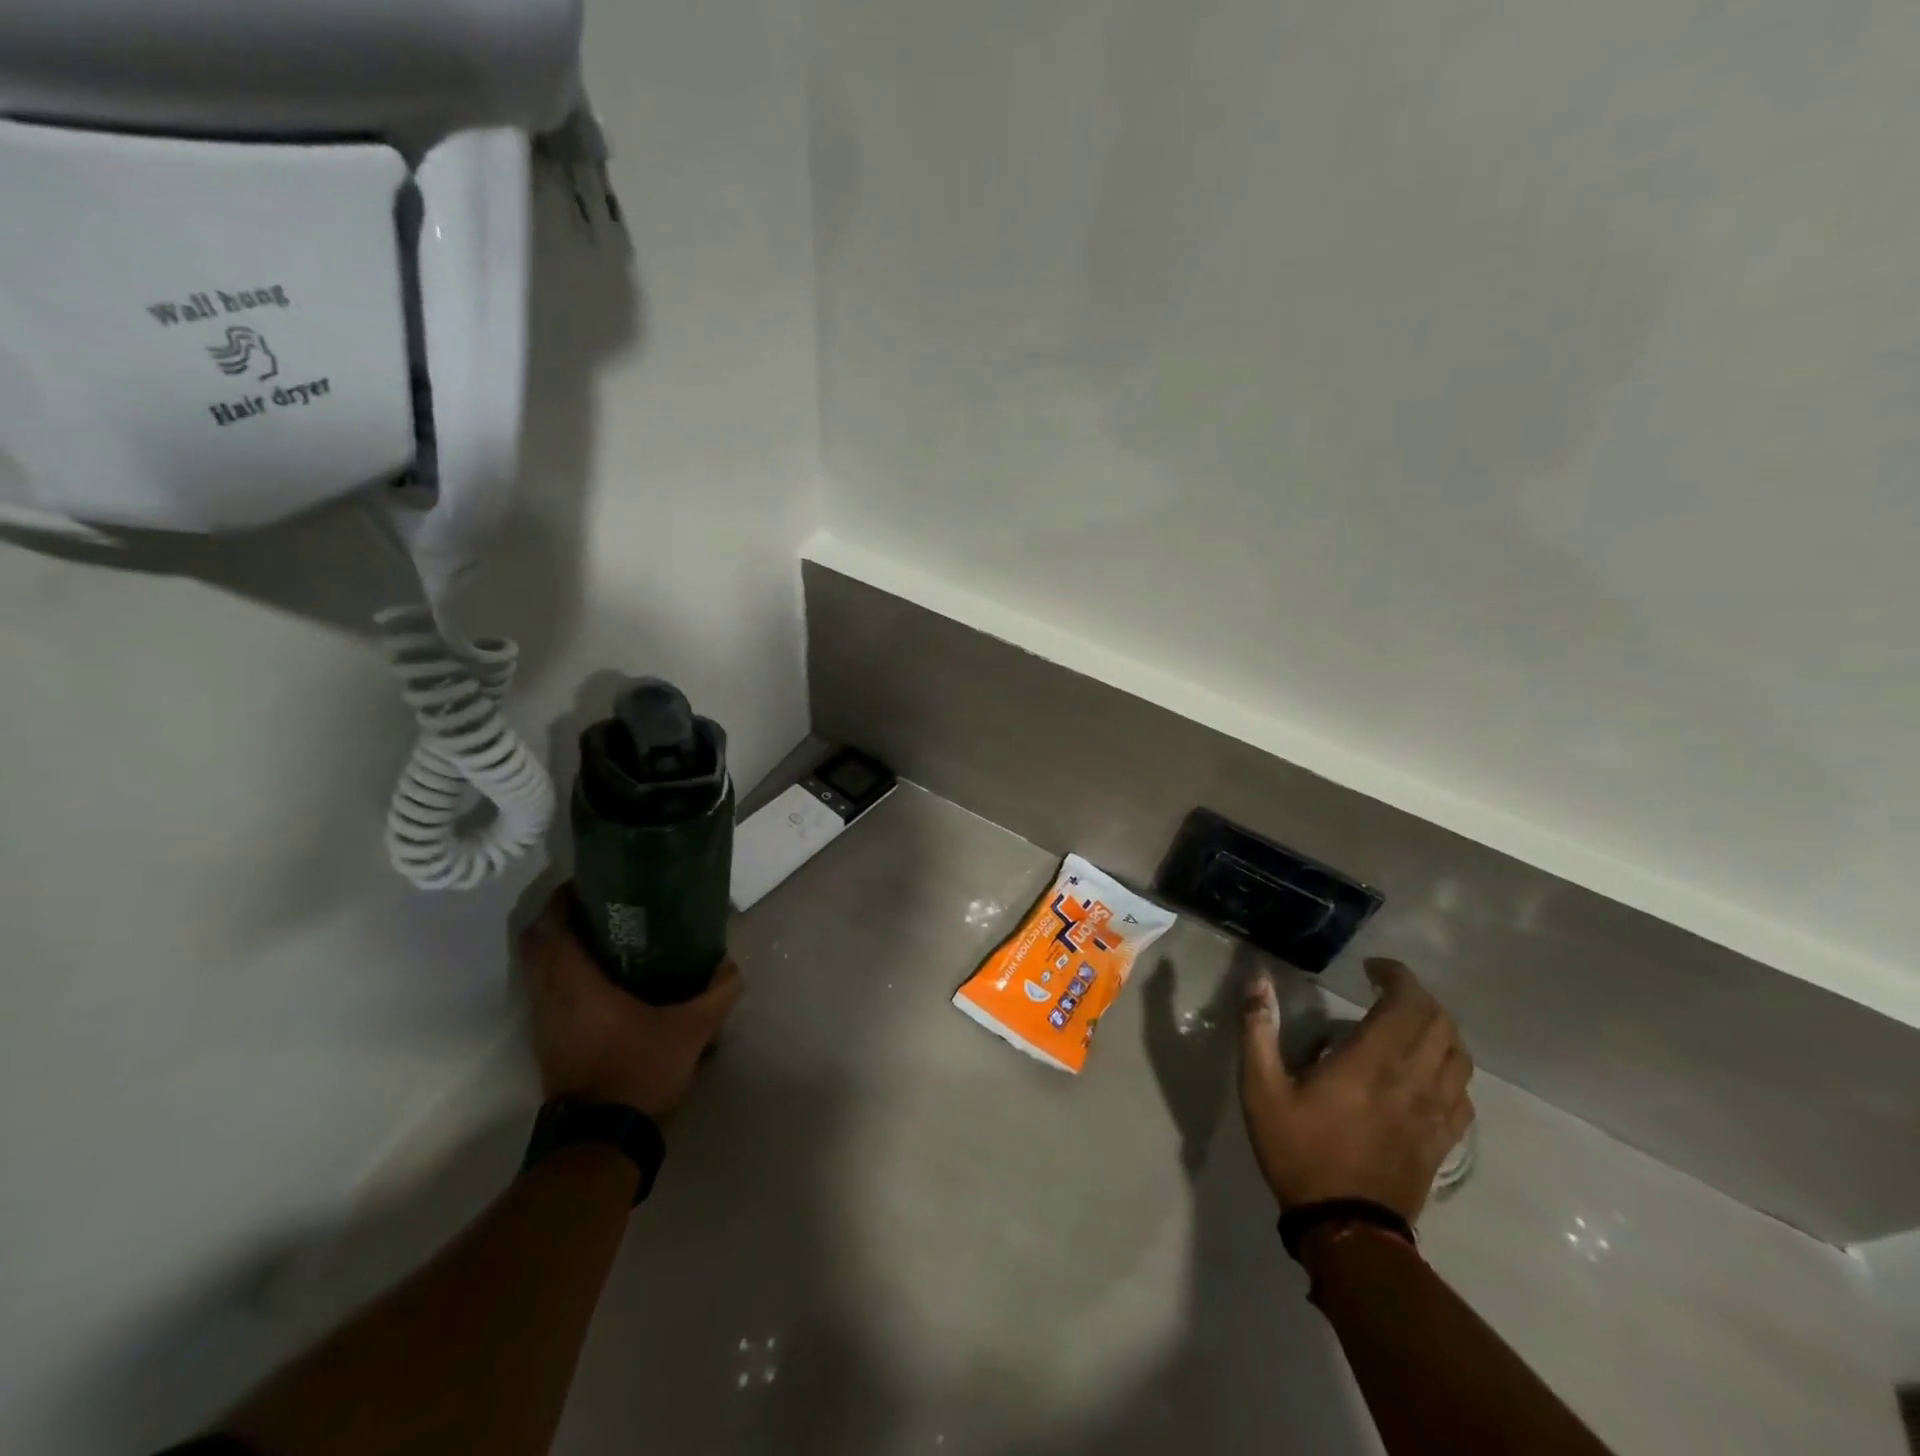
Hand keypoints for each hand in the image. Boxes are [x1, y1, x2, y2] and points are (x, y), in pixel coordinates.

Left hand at [519, 886, 740, 1119]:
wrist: (603, 1139)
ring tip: (604, 936)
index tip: (590, 882)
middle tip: (599, 906)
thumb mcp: (692, 1029)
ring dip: (560, 947)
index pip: (551, 928)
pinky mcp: (547, 1042)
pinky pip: (547, 992)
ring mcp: (544, 1022)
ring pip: (538, 970)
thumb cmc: (640, 1071)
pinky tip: (603, 979)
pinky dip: (564, 974)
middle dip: (561, 919)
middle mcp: (550, 997)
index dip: (563, 899)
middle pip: (537, 944)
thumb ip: (716, 993)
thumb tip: (730, 965)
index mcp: (575, 984)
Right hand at [1240, 958, 1472, 1222]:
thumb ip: (1258, 1030)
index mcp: (1370, 1062)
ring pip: (1459, 1055)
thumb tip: (1258, 982)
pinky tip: (1426, 1070)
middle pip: (1441, 1023)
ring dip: (1439, 1028)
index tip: (1372, 968)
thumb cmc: (1299, 1151)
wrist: (1347, 1228)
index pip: (1407, 1004)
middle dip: (1418, 996)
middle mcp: (1412, 1080)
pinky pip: (1463, 1092)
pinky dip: (1450, 1067)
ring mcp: (1435, 1112)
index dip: (1397, 976)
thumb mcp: (1261, 1089)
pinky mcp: (1443, 1139)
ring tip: (1408, 1024)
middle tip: (1385, 989)